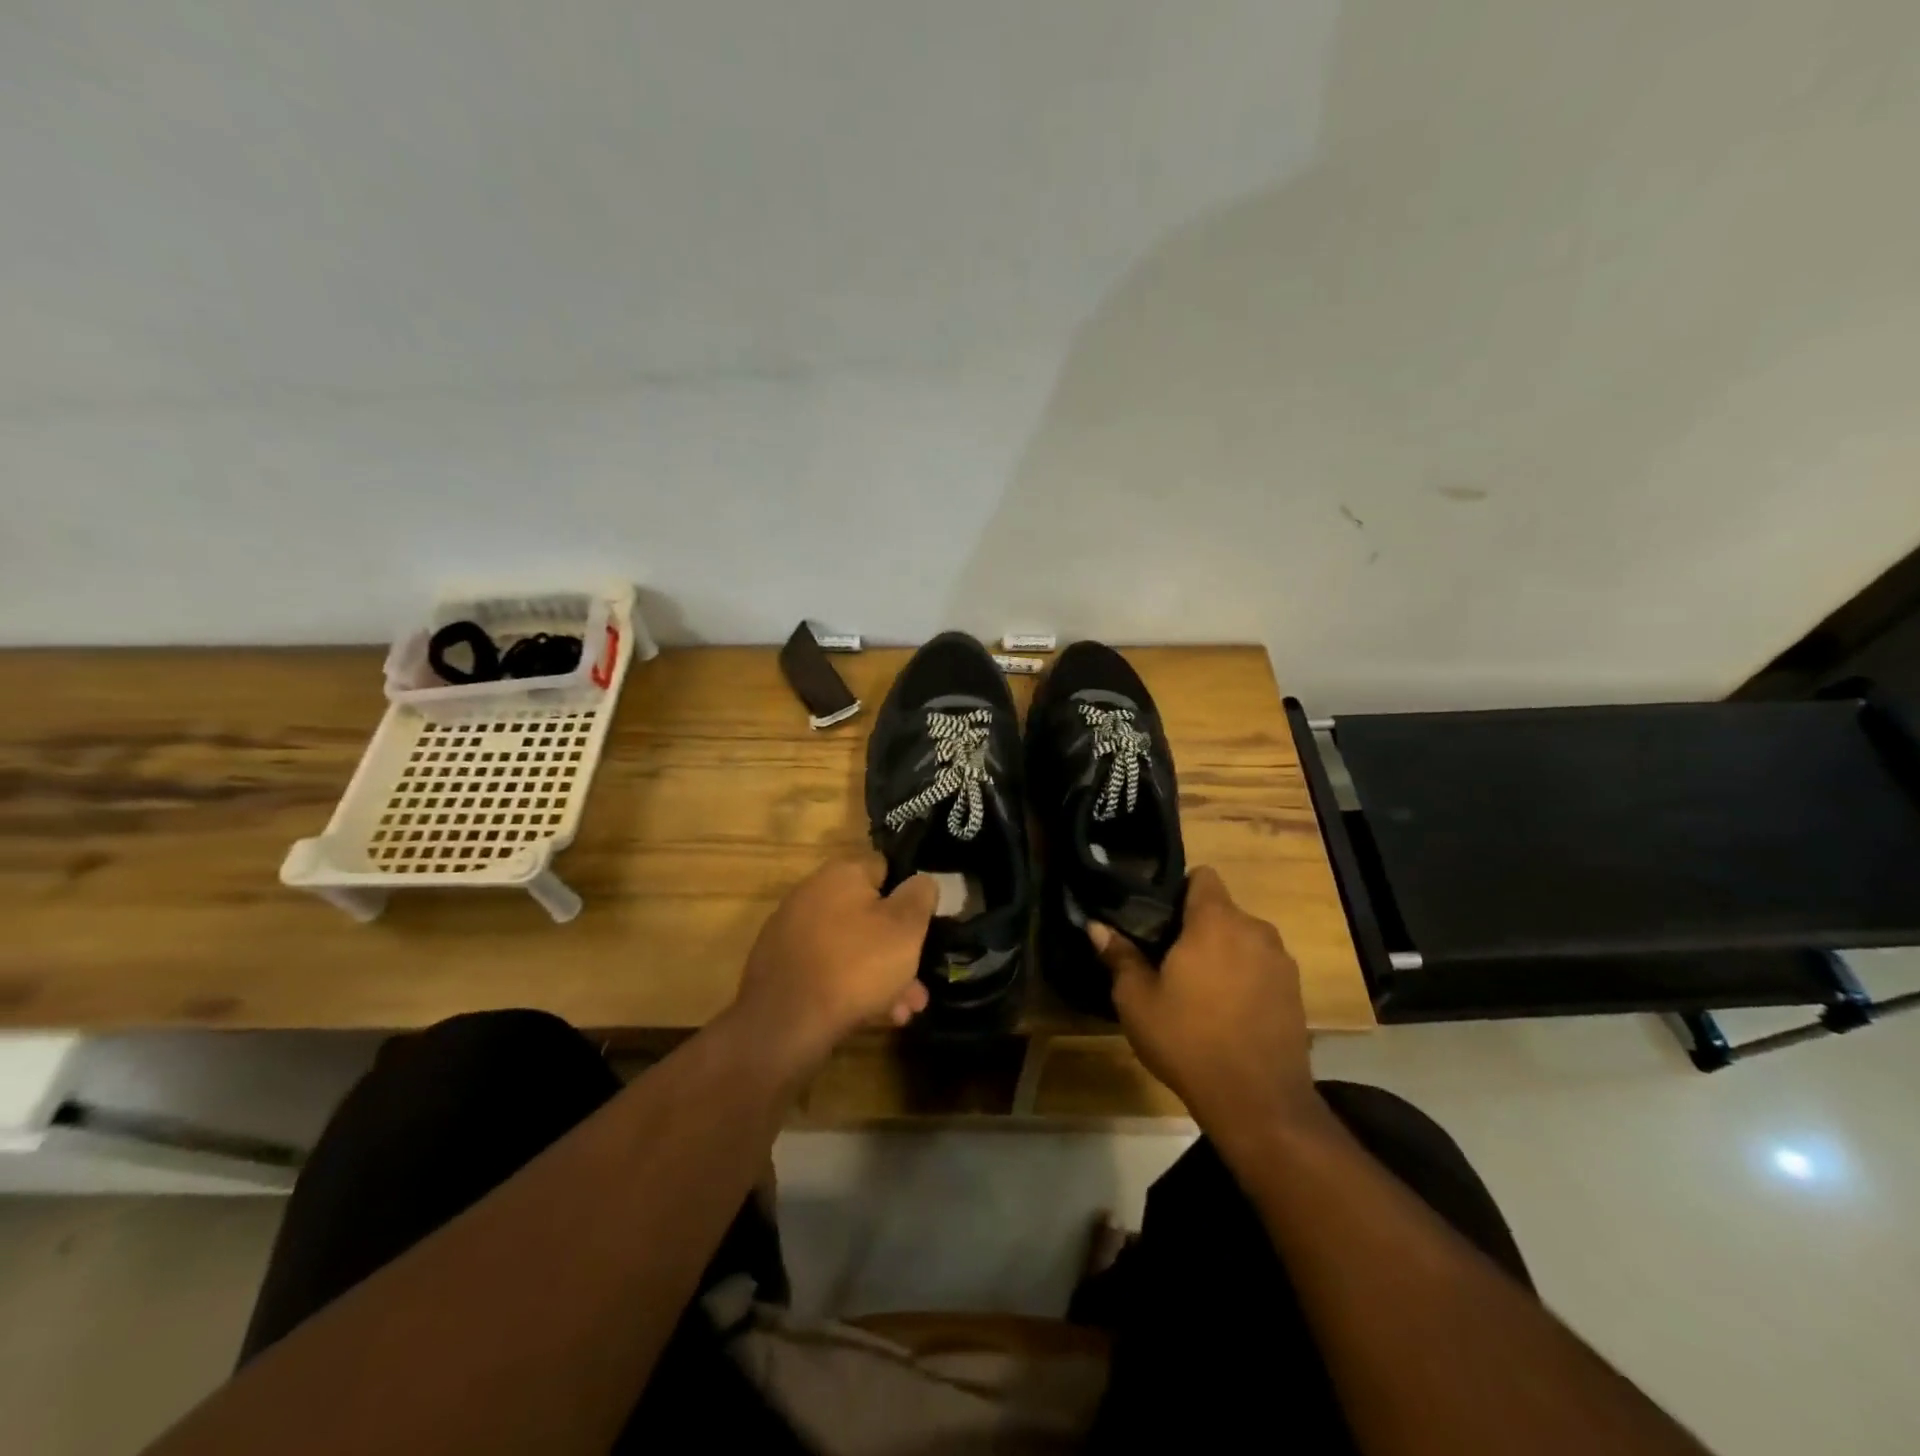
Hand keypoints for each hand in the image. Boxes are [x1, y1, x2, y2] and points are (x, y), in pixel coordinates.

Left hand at [728, 855, 935, 1072]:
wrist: (785, 1023)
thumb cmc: (856, 964)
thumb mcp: (905, 927)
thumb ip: (920, 896)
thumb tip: (922, 881)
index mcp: (841, 874)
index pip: (884, 868)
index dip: (909, 894)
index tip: (925, 923)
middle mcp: (811, 894)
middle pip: (868, 915)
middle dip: (898, 950)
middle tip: (918, 985)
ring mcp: (791, 932)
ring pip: (851, 948)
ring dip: (879, 976)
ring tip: (902, 1011)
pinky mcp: (780, 967)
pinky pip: (826, 969)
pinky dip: (849, 987)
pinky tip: (870, 1017)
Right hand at [1089, 866, 1317, 1137]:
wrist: (1258, 1101)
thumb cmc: (1188, 1040)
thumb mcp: (1137, 1000)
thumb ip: (1120, 956)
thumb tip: (1097, 926)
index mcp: (1215, 921)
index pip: (1202, 876)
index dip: (1179, 889)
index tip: (1159, 917)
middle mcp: (1254, 929)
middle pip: (1222, 910)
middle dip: (1197, 926)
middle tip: (1168, 958)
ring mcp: (1281, 961)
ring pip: (1243, 940)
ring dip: (1223, 953)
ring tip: (1198, 989)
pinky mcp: (1296, 992)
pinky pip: (1262, 968)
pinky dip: (1244, 978)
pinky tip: (1227, 1013)